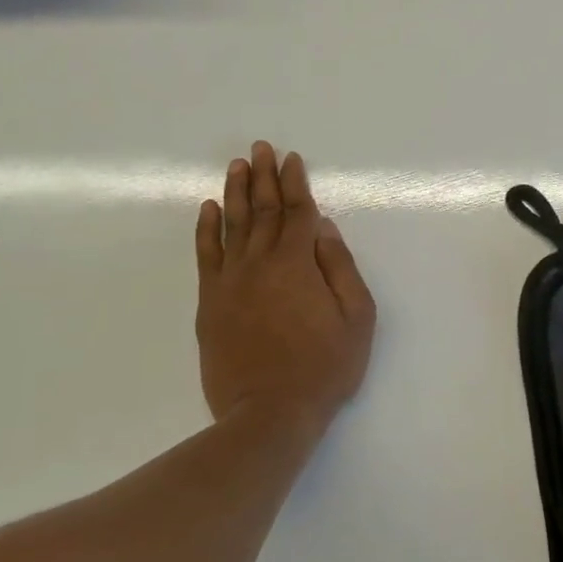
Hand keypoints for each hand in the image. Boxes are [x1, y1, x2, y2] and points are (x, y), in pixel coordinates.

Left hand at [194, 141, 376, 430]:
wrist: (269, 414)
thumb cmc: (324, 366)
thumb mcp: (356, 317)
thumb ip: (340, 267)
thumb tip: (324, 228)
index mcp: (298, 263)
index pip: (297, 212)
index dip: (295, 183)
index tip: (291, 158)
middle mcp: (260, 263)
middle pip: (262, 210)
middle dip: (264, 176)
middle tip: (260, 148)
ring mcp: (230, 282)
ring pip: (232, 225)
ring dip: (236, 192)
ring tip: (236, 165)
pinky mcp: (211, 303)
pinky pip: (206, 256)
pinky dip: (206, 230)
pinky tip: (209, 209)